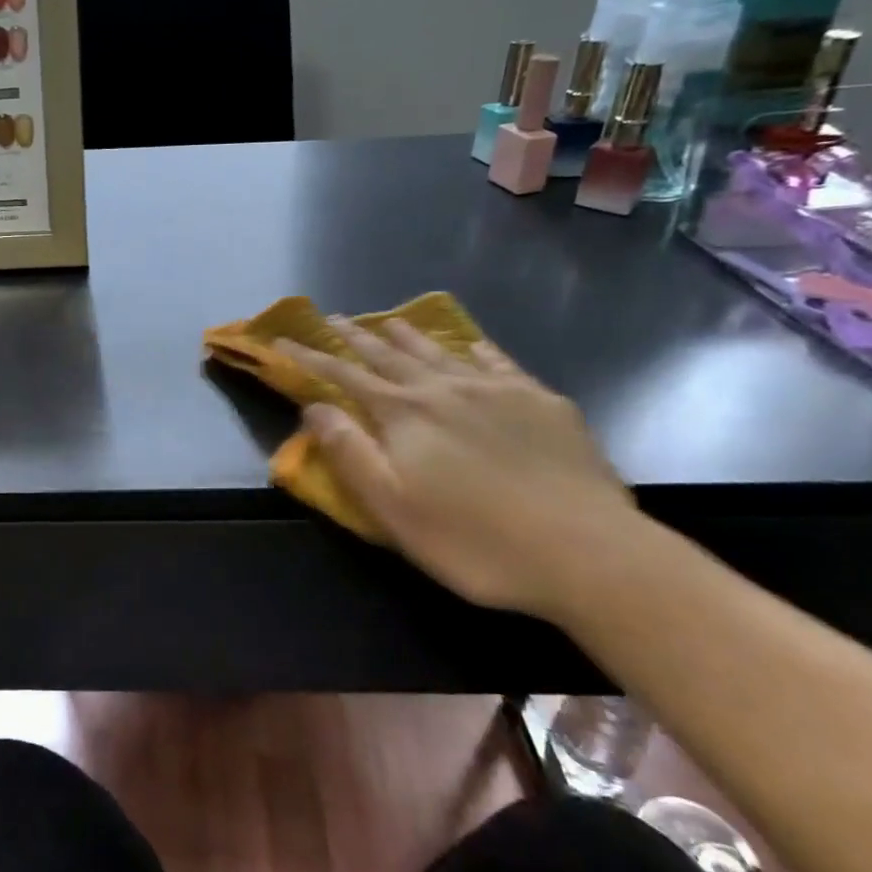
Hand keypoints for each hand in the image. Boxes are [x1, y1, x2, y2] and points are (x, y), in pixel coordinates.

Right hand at [278, 318, 635, 618]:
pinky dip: (476, 349)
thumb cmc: (475, 540)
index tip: (284, 339)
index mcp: (405, 414)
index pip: (345, 376)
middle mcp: (445, 389)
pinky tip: (471, 345)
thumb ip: (349, 452)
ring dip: (409, 335)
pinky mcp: (542, 402)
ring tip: (388, 321)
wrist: (587, 552)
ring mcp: (498, 390)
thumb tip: (315, 407)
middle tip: (333, 319)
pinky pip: (498, 362)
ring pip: (441, 351)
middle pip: (390, 355)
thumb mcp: (392, 508)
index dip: (311, 357)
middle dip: (355, 338)